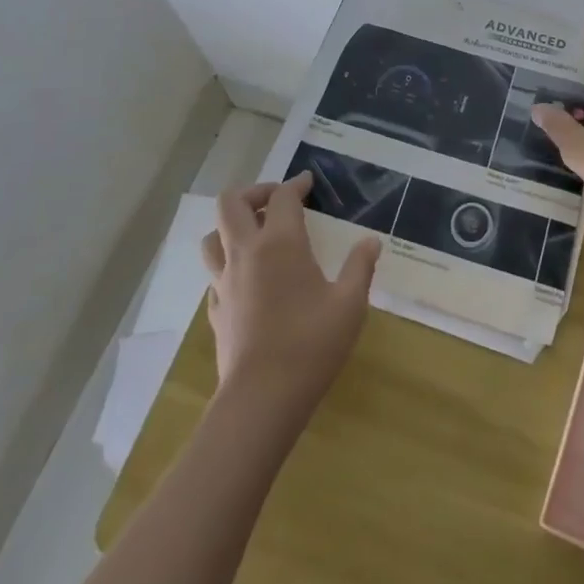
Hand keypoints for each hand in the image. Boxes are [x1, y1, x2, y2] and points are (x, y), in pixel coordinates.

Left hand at [199, 172, 381, 412]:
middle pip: (232, 203)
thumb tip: (371, 241)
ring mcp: (225, 282)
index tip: (309, 184)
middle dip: (254, 192)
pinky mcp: (215, 310)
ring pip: (213, 236)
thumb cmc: (311, 345)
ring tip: (257, 234)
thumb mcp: (350, 304)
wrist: (260, 400)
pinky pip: (214, 272)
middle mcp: (246, 253)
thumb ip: (360, 267)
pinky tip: (248, 278)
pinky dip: (228, 263)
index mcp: (280, 243)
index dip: (296, 184)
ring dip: (232, 226)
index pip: (282, 196)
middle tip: (277, 201)